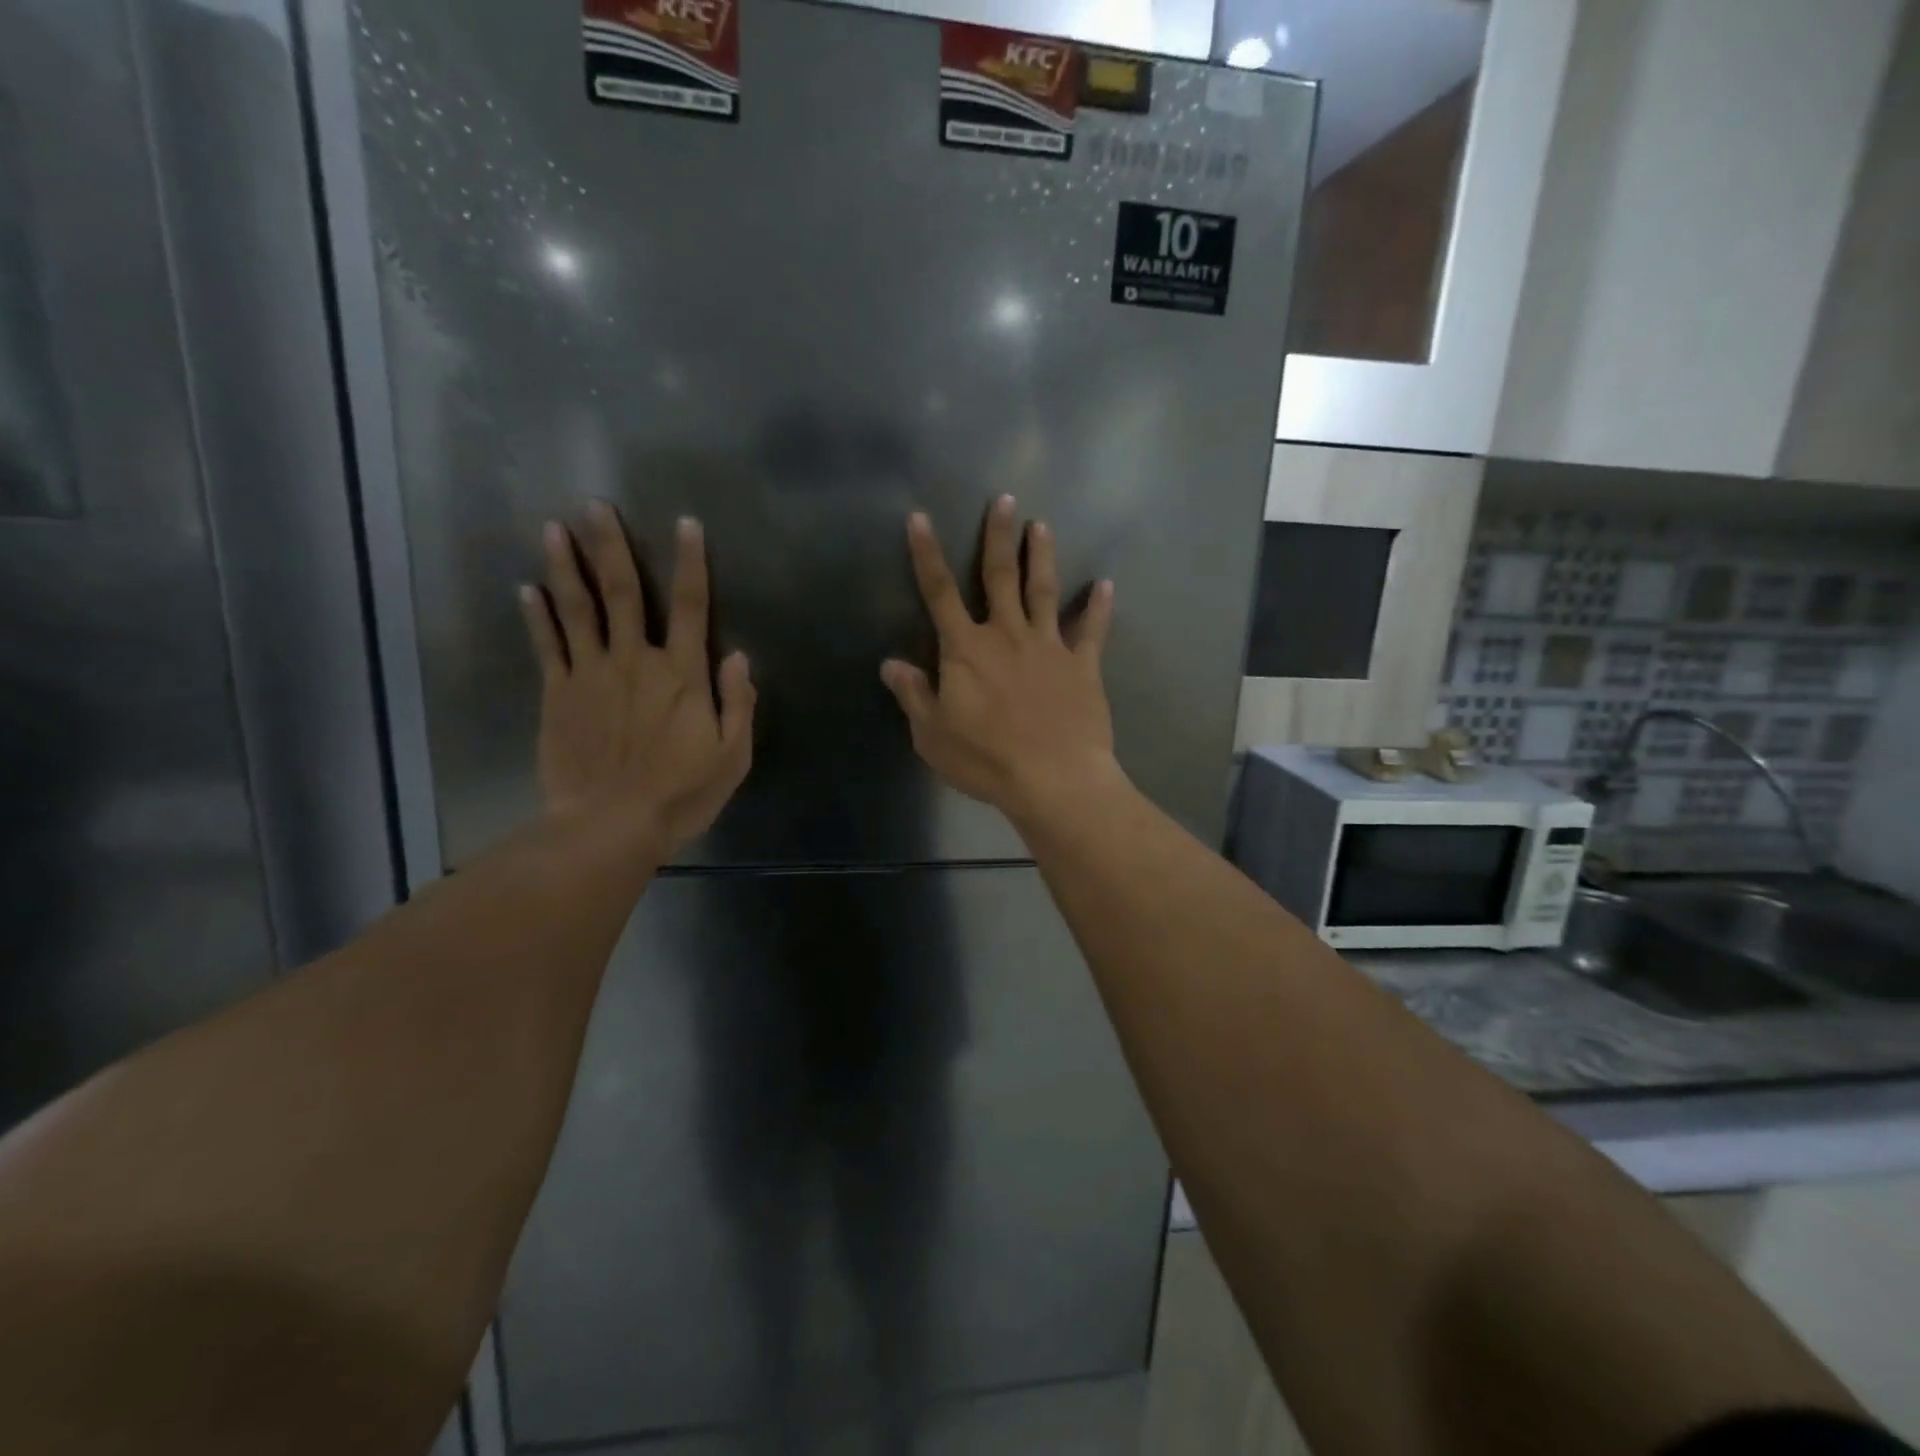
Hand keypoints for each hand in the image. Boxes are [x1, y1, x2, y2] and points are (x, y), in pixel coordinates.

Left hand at [520, 503, 754, 859]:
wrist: (610, 826)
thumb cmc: (681, 794)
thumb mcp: (732, 756)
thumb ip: (738, 702)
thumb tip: (738, 656)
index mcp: (682, 674)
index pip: (690, 606)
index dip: (691, 563)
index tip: (686, 524)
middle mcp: (636, 661)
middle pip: (623, 593)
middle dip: (611, 546)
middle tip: (595, 505)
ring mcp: (591, 675)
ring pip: (578, 609)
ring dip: (566, 566)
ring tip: (553, 528)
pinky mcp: (559, 695)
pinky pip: (548, 646)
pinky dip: (537, 616)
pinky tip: (527, 589)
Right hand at [881, 495, 1120, 823]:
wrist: (1053, 779)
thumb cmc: (986, 759)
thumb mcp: (932, 734)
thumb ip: (913, 694)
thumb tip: (890, 664)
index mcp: (966, 650)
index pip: (939, 592)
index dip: (927, 554)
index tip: (921, 518)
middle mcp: (1007, 635)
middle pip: (1000, 576)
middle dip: (998, 536)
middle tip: (1005, 499)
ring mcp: (1049, 647)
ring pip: (1043, 591)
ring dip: (1042, 556)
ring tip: (1043, 526)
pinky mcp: (1082, 666)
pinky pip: (1092, 630)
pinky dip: (1099, 607)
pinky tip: (1105, 585)